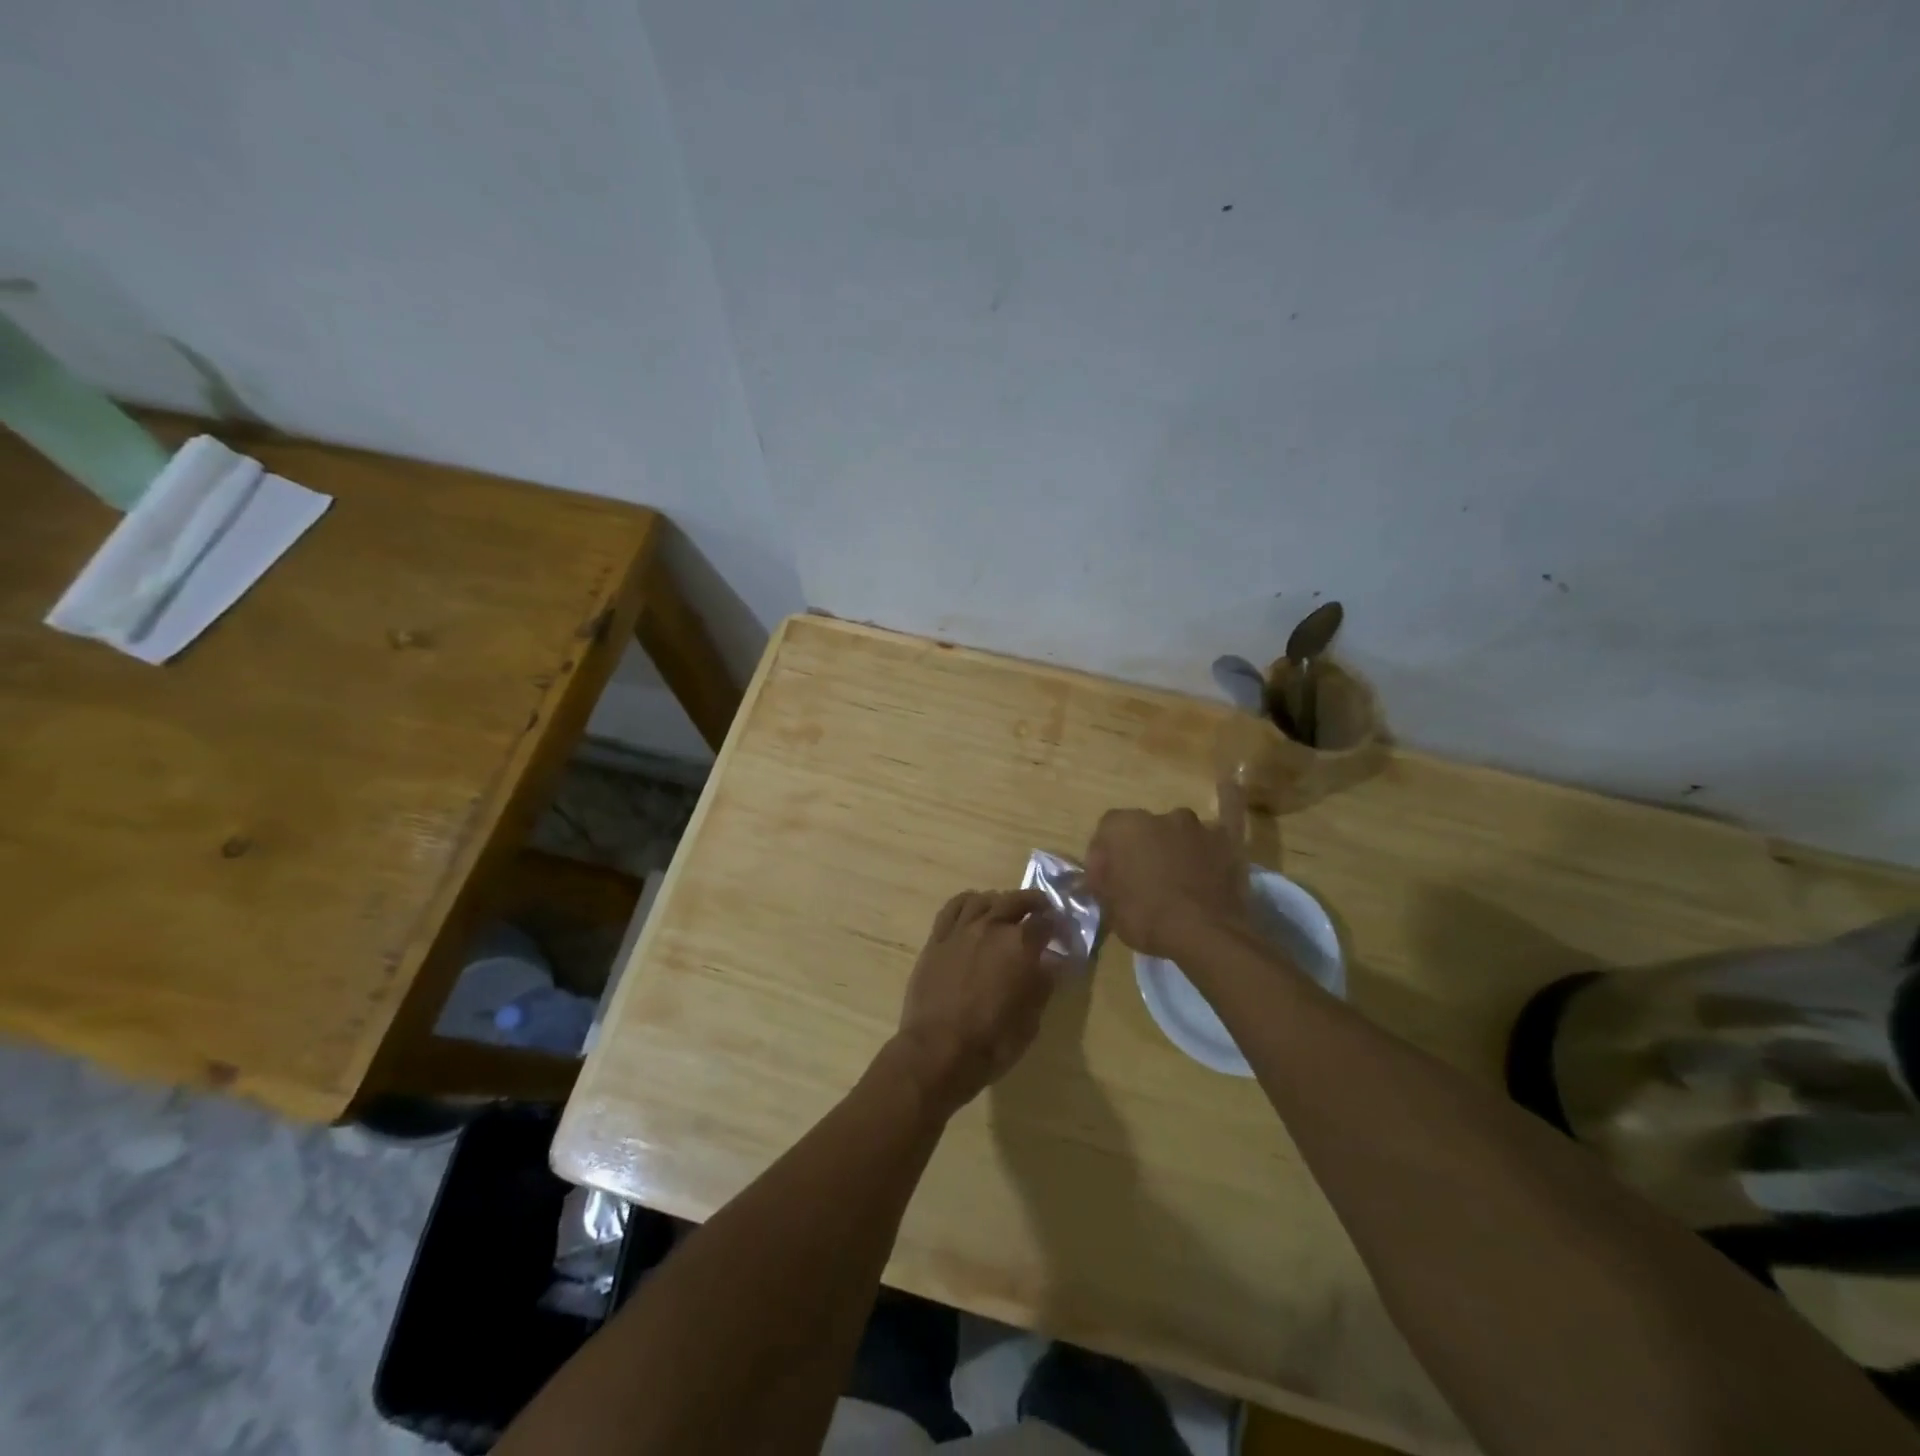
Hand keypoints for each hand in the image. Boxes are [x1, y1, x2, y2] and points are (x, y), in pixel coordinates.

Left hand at [894, 889, 1062, 1113]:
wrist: (937, 1051)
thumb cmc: (991, 1042)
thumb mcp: (1031, 1020)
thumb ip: (1043, 984)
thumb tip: (1052, 962)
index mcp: (1020, 945)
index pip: (1046, 922)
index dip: (1059, 927)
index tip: (1064, 936)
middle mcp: (991, 927)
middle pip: (1016, 900)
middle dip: (1034, 903)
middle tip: (1042, 911)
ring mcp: (961, 930)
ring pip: (984, 899)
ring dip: (1001, 901)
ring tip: (1006, 910)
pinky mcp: (937, 938)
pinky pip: (953, 907)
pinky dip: (968, 901)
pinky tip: (973, 908)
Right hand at [1084, 807, 1248, 957]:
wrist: (1205, 933)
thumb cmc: (1145, 917)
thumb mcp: (1108, 906)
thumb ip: (1102, 881)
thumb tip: (1102, 873)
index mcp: (1125, 826)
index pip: (1107, 831)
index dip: (1105, 854)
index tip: (1107, 878)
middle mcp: (1161, 816)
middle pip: (1145, 829)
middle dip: (1142, 849)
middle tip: (1143, 880)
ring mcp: (1199, 826)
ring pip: (1179, 833)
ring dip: (1175, 849)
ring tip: (1179, 880)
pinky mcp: (1229, 842)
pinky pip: (1218, 834)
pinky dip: (1212, 842)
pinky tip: (1215, 844)